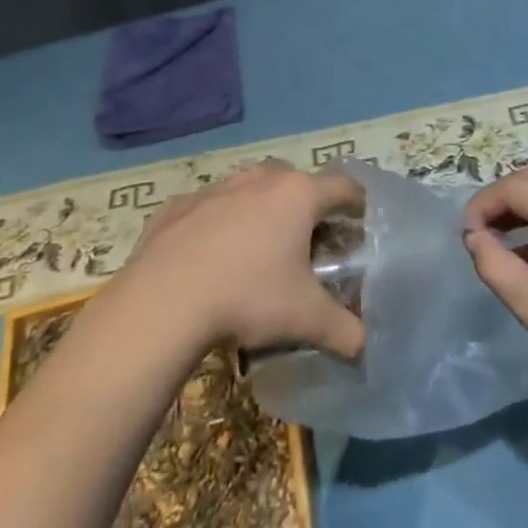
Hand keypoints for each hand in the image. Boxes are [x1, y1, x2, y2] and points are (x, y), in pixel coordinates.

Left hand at [121, 161, 365, 359]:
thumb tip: (367, 348)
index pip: (344, 188)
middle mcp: (260, 179)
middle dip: (307, 207)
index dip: (358, 205)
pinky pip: (209, 208)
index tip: (362, 224)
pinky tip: (211, 258)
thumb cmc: (247, 297)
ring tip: (259, 250)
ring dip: (261, 210)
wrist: (161, 302)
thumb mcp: (305, 319)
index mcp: (298, 195)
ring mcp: (216, 188)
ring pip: (251, 189)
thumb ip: (345, 331)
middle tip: (309, 244)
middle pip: (296, 183)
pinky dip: (218, 224)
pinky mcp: (178, 205)